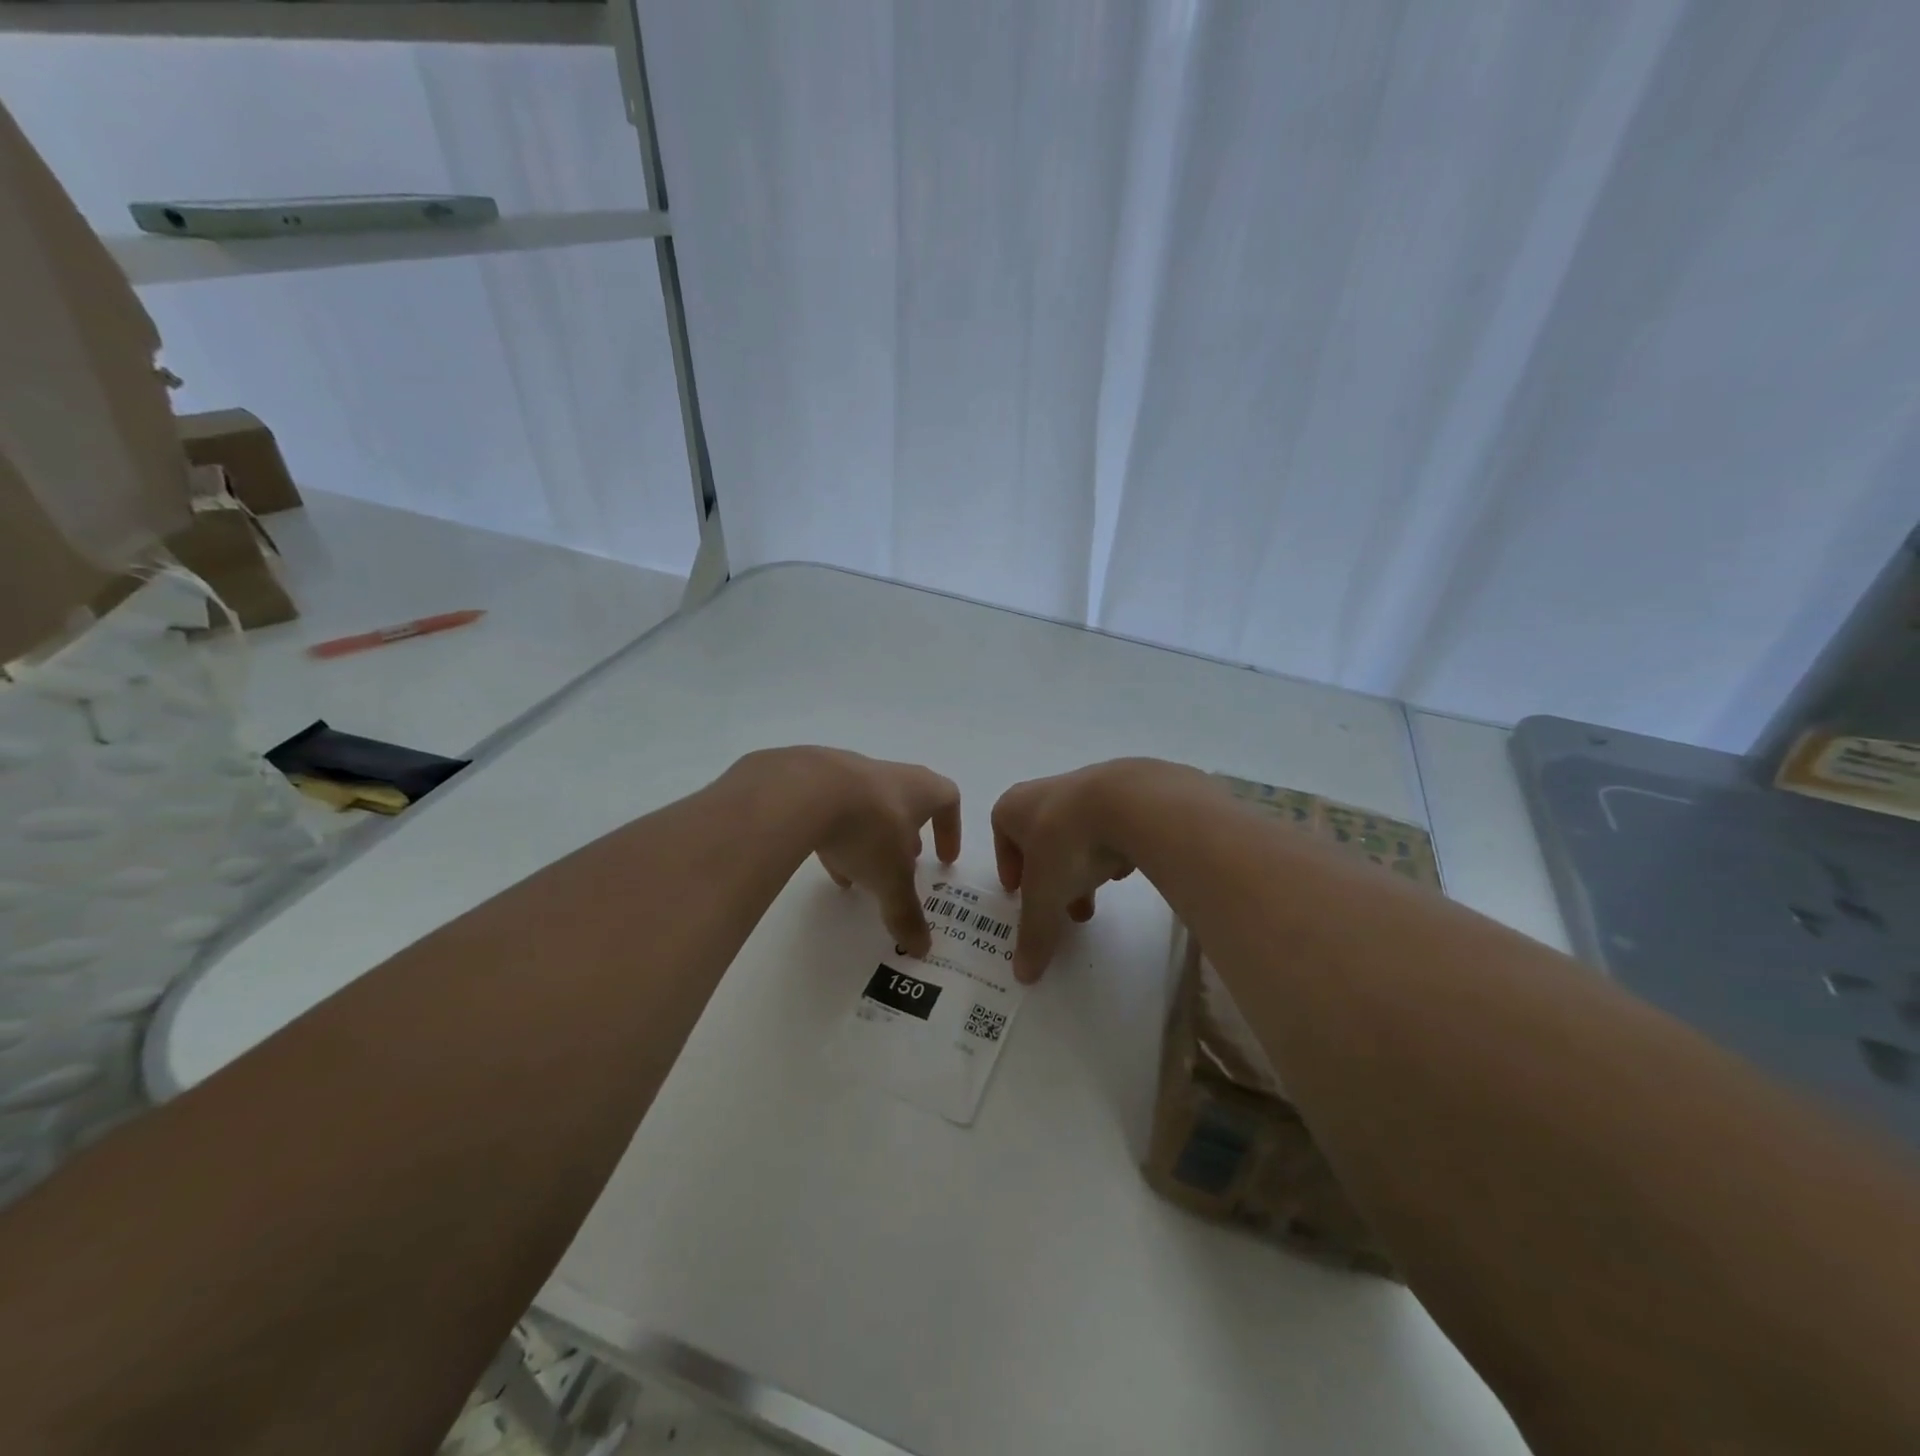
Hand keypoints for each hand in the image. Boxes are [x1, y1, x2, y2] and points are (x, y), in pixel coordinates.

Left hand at [783, 748, 960, 957]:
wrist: (803, 790)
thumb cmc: (868, 828)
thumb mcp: (892, 879)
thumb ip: (906, 912)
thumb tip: (922, 948)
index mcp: (920, 789)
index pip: (948, 800)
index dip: (950, 829)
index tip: (945, 860)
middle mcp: (889, 776)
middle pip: (907, 802)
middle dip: (907, 836)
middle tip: (905, 866)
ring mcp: (850, 774)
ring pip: (868, 809)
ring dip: (870, 840)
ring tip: (863, 874)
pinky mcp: (814, 781)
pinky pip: (834, 811)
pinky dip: (837, 837)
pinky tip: (829, 865)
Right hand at [991, 761, 1170, 981]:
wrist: (1127, 802)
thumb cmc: (1066, 843)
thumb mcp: (1045, 897)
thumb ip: (1034, 933)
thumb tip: (1023, 976)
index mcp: (1014, 807)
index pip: (1002, 834)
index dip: (1009, 866)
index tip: (1018, 893)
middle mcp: (1045, 792)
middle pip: (1041, 839)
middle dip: (1051, 877)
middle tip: (1062, 908)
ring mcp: (1086, 788)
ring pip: (1076, 834)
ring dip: (1082, 866)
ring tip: (1097, 898)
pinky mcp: (1123, 792)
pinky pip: (1109, 827)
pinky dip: (1111, 849)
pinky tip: (1124, 869)